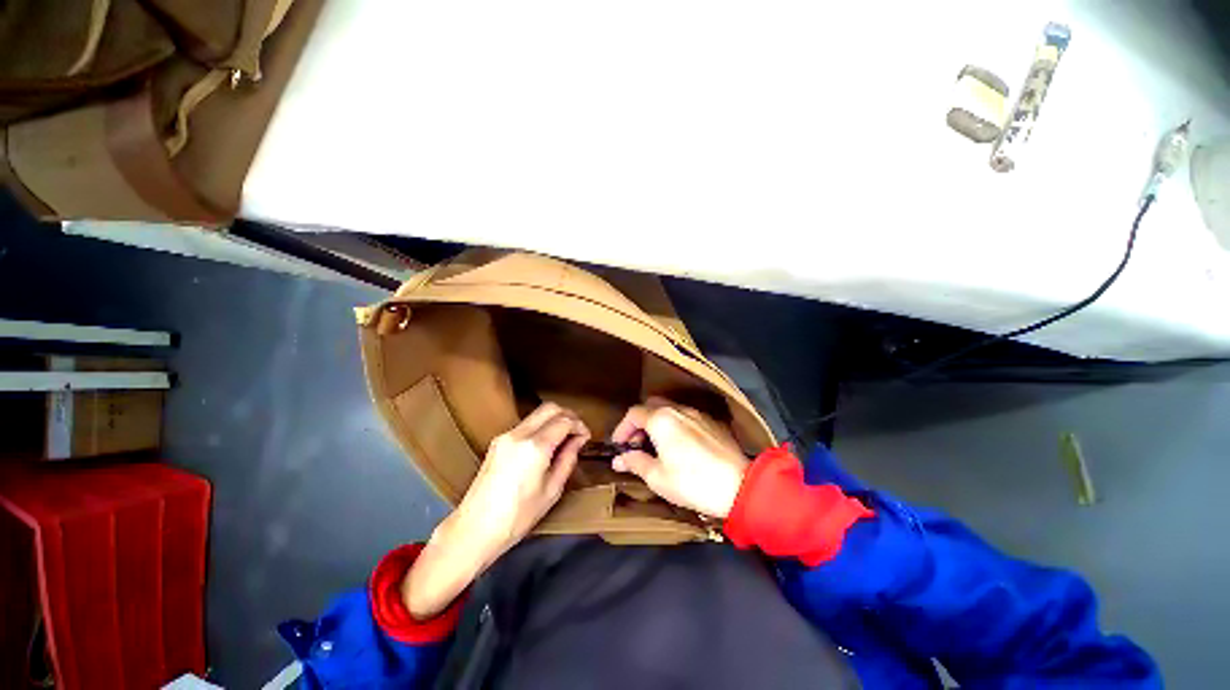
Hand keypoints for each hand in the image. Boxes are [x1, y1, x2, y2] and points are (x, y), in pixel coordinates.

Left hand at [404, 402, 588, 618]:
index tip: (586, 437)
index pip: (564, 421)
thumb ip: (567, 459)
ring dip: (553, 420)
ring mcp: (505, 436)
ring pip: (537, 414)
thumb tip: (577, 441)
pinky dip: (540, 427)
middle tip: (577, 431)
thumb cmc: (517, 517)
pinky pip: (525, 425)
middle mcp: (519, 434)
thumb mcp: (552, 491)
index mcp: (535, 447)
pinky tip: (545, 445)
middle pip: (550, 408)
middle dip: (568, 415)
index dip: (579, 426)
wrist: (474, 529)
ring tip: (563, 439)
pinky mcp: (497, 442)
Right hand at [611, 397, 749, 518]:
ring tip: (657, 445)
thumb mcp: (657, 477)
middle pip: (651, 405)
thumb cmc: (692, 483)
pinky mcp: (713, 422)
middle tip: (637, 443)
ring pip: (670, 409)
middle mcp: (679, 410)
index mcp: (661, 419)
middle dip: (640, 421)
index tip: (618, 445)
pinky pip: (687, 416)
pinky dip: (675, 425)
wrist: (740, 487)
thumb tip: (618, 459)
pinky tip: (680, 445)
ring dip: (658, 422)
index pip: (634, 413)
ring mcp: (698, 414)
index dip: (622, 428)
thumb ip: (635, 462)